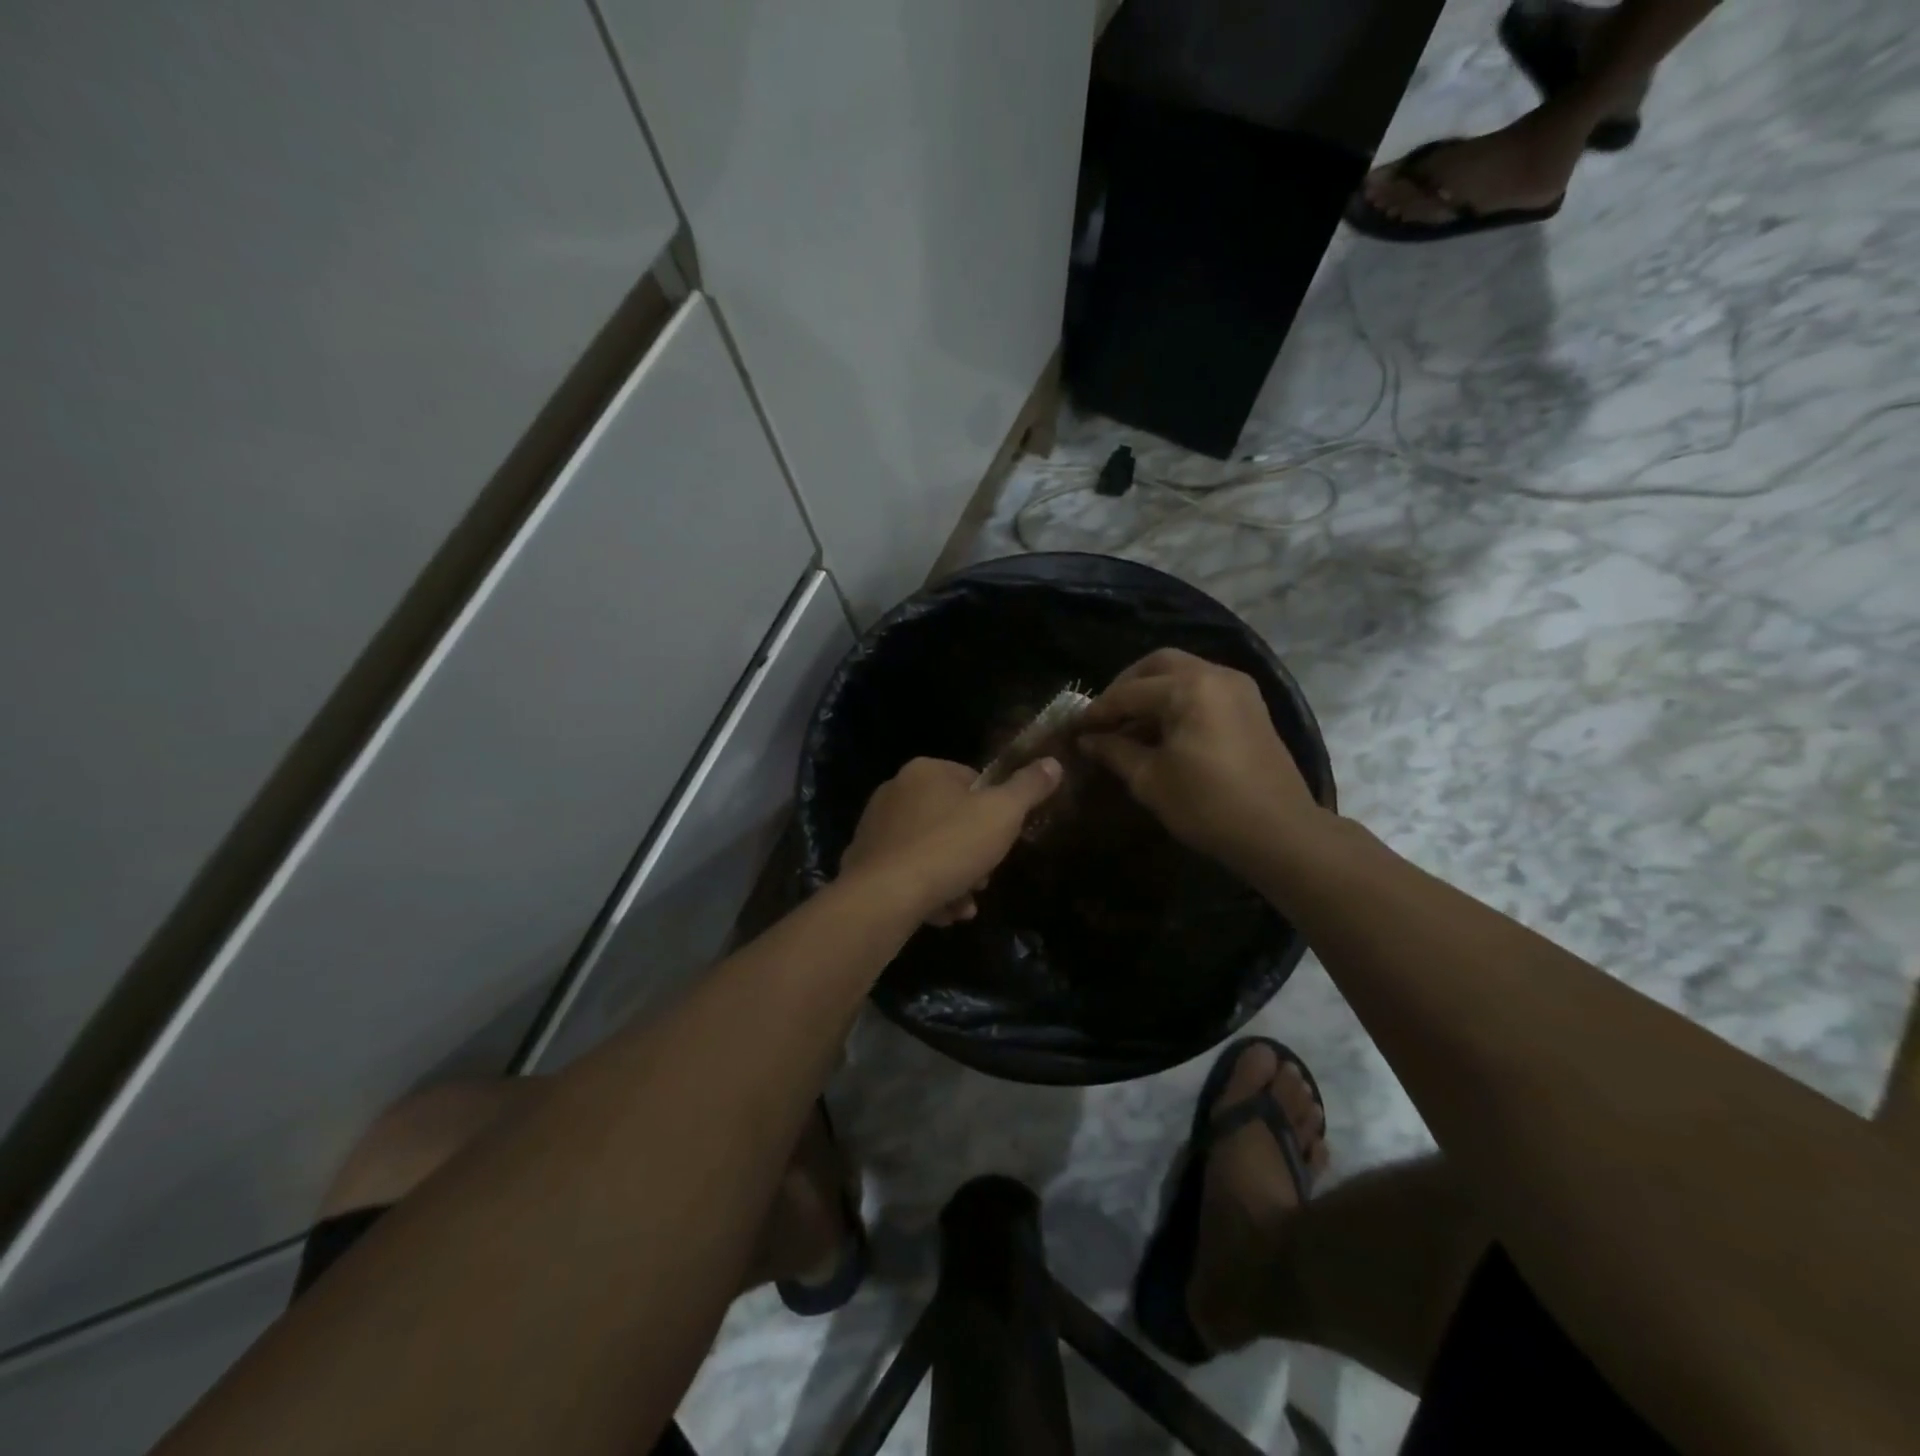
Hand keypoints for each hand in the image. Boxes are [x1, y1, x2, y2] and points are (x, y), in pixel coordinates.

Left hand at [839, 757, 1062, 924]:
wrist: (884, 896)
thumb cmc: (949, 847)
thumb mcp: (1002, 815)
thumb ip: (1028, 788)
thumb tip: (1053, 762)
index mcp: (925, 771)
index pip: (972, 780)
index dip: (994, 811)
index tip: (1002, 840)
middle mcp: (894, 791)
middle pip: (950, 819)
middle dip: (973, 853)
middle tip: (984, 879)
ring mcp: (875, 828)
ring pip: (930, 850)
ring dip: (954, 878)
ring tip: (963, 906)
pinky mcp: (863, 863)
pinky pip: (906, 872)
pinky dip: (927, 890)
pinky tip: (941, 914)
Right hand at [1077, 648, 1324, 875]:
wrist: (1279, 833)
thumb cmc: (1207, 805)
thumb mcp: (1150, 779)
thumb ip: (1114, 751)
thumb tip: (1087, 740)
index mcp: (1189, 688)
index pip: (1129, 692)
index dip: (1098, 711)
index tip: (1074, 729)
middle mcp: (1215, 675)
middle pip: (1158, 665)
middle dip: (1126, 687)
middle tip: (1104, 716)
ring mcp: (1238, 688)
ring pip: (1183, 674)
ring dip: (1152, 693)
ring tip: (1128, 726)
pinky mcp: (1250, 707)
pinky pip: (1203, 689)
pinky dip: (1177, 701)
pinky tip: (1161, 731)